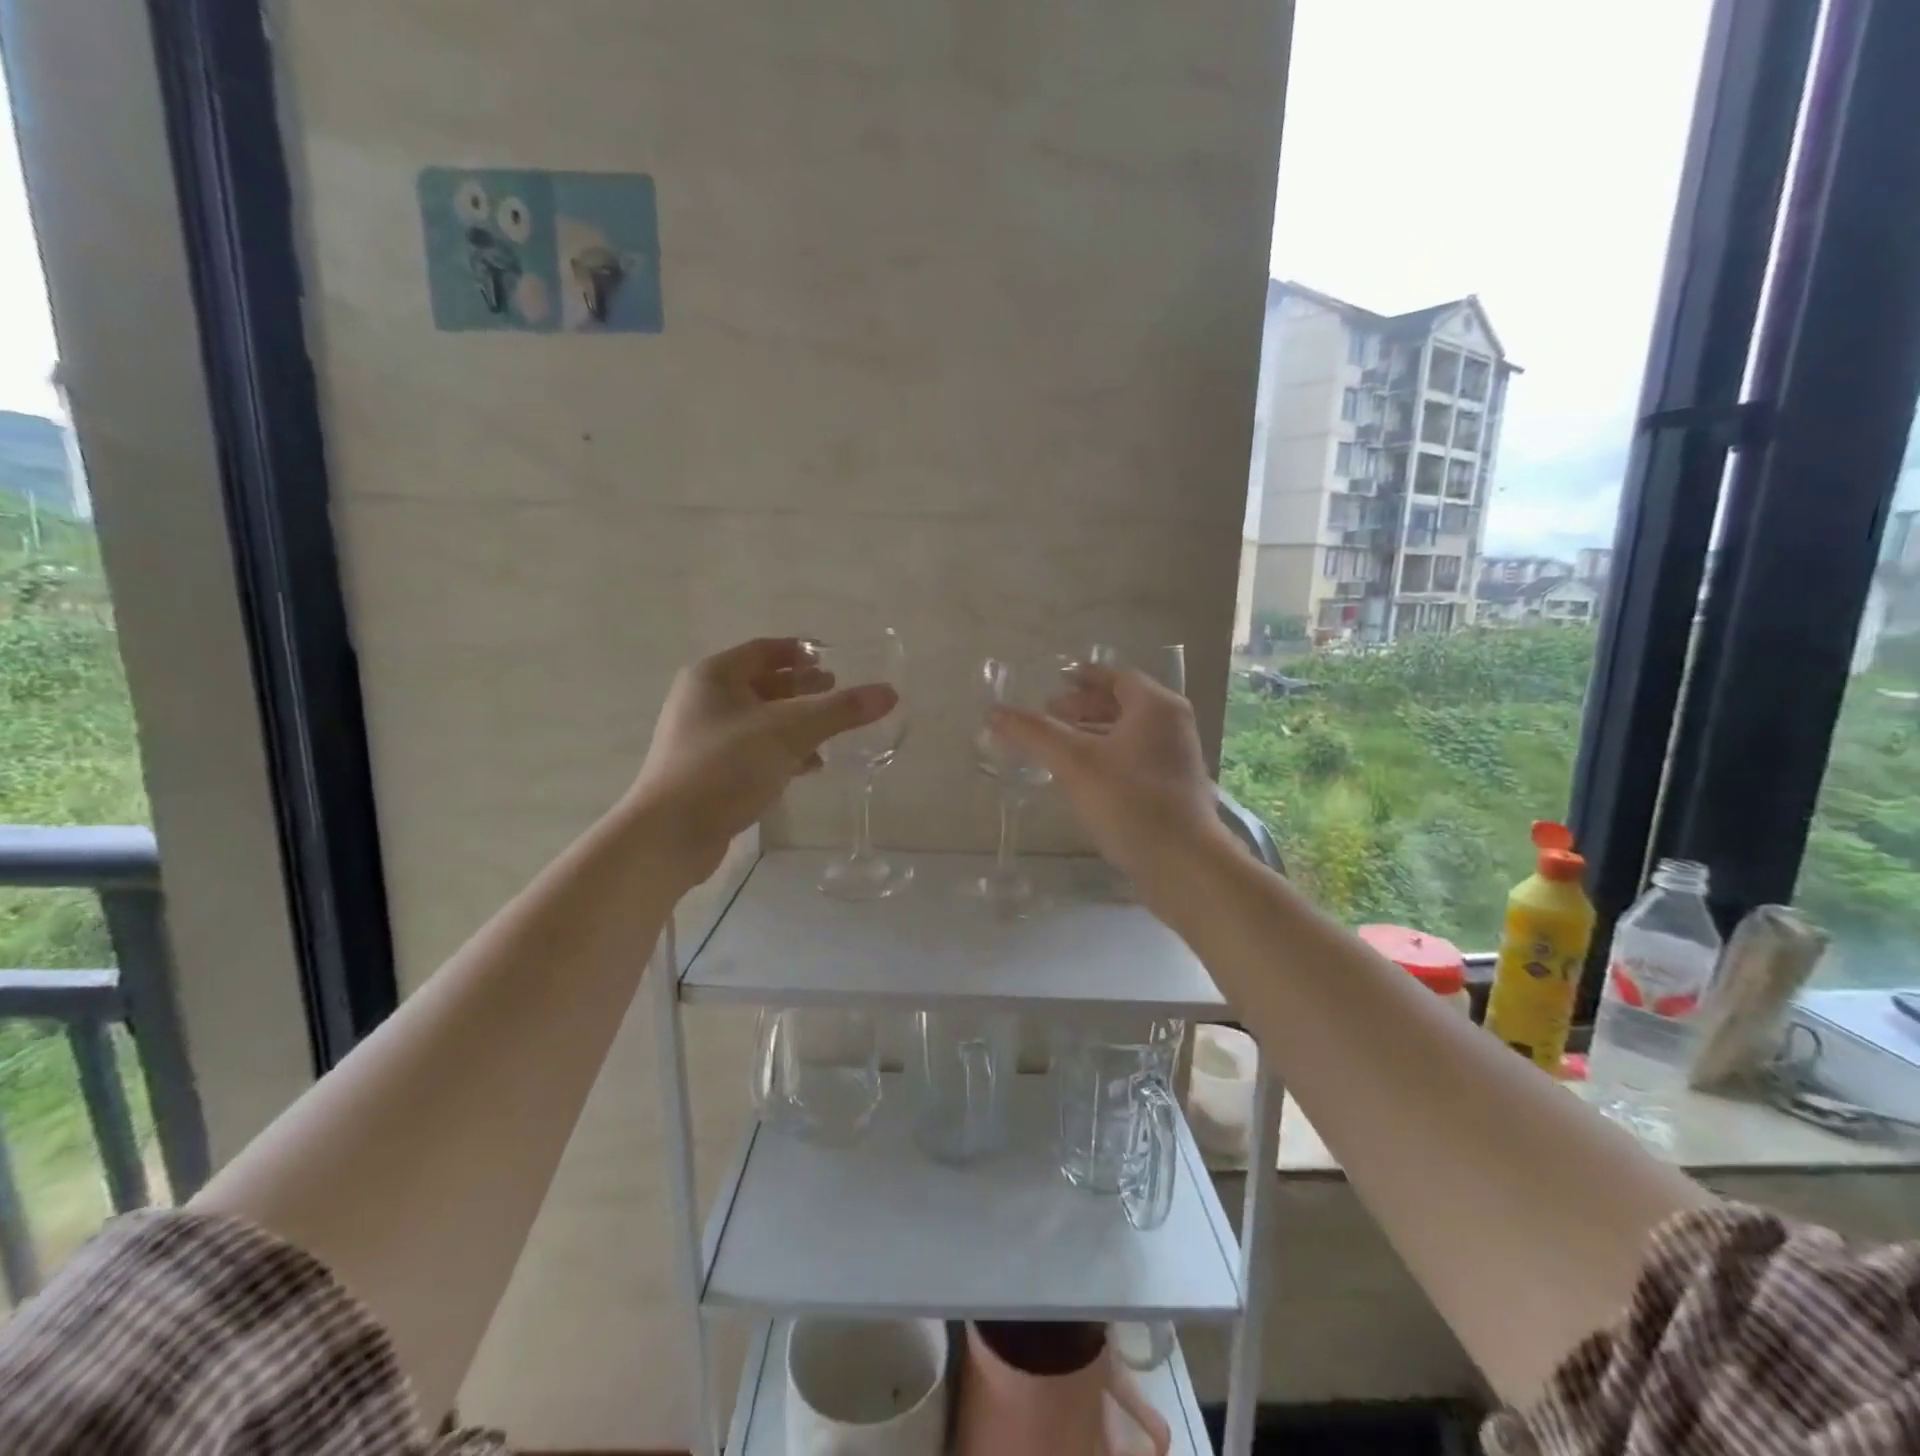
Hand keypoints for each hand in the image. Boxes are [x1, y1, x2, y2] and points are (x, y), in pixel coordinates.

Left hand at [627, 637, 896, 885]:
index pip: (766, 650)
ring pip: (762, 719)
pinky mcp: (710, 771)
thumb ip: (840, 710)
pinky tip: (809, 765)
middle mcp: (705, 700)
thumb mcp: (789, 731)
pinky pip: (754, 749)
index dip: (802, 652)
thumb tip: (889, 692)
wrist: (671, 833)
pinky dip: (783, 751)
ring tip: (833, 732)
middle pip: (764, 684)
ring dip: (797, 722)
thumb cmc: (726, 766)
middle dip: (803, 688)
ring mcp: (704, 737)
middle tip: (839, 694)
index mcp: (714, 676)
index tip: (836, 661)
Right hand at [988, 664, 1222, 895]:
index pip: (1117, 676)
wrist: (1182, 864)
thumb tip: (994, 711)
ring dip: (1093, 734)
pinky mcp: (1172, 790)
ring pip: (1128, 735)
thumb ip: (1034, 733)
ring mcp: (1175, 760)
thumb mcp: (1075, 762)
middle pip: (1123, 704)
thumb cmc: (1130, 801)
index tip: (1054, 683)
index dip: (1084, 678)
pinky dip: (1106, 758)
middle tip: (1049, 715)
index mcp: (1156, 707)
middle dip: (1084, 707)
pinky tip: (1082, 779)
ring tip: (1057, 746)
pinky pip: (1133, 760)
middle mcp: (1172, 726)